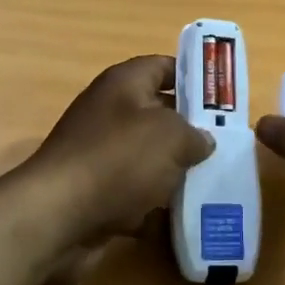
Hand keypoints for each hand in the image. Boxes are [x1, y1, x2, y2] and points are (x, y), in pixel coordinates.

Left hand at [25, 56, 213, 284]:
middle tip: (227, 144)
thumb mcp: (171, 136)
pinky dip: (155, 206)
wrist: (57, 217)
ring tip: (214, 182)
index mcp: (123, 84)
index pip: (163, 66)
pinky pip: (135, 193)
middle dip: (191, 130)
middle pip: (159, 114)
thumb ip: (195, 134)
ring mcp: (100, 155)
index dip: (194, 77)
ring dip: (176, 172)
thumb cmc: (118, 160)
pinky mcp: (96, 193)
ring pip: (149, 158)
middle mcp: (109, 113)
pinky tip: (183, 217)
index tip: (224, 97)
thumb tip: (202, 140)